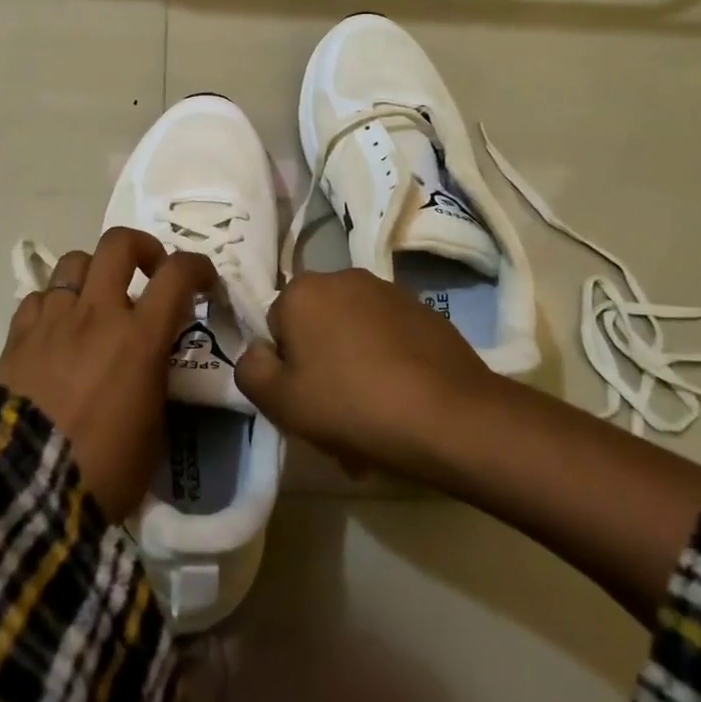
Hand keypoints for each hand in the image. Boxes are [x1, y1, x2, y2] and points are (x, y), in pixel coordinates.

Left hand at [0, 226, 216, 521]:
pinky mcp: (17, 335)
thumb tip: (151, 362)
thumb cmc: (103, 470)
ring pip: (74, 261)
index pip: (177, 274)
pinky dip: (54, 304)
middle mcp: (96, 314)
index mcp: (139, 338)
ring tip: (96, 302)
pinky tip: (56, 330)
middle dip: (140, 248)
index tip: (204, 280)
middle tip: (148, 272)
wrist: (24, 489)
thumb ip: (155, 381)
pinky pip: (39, 296)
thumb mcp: (152, 431)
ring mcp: (53, 319)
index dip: (197, 266)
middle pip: (118, 243)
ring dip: (93, 274)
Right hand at [234, 268, 492, 479]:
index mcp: (302, 291)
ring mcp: (388, 291)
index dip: (285, 370)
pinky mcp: (424, 311)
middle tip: (335, 424)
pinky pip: (388, 339)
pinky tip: (402, 406)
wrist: (450, 416)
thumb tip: (258, 353)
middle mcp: (342, 277)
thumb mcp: (281, 402)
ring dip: (353, 371)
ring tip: (373, 424)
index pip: (275, 328)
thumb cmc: (352, 405)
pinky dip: (387, 366)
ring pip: (353, 336)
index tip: (304, 407)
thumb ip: (250, 370)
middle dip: (321, 372)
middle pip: (316, 330)